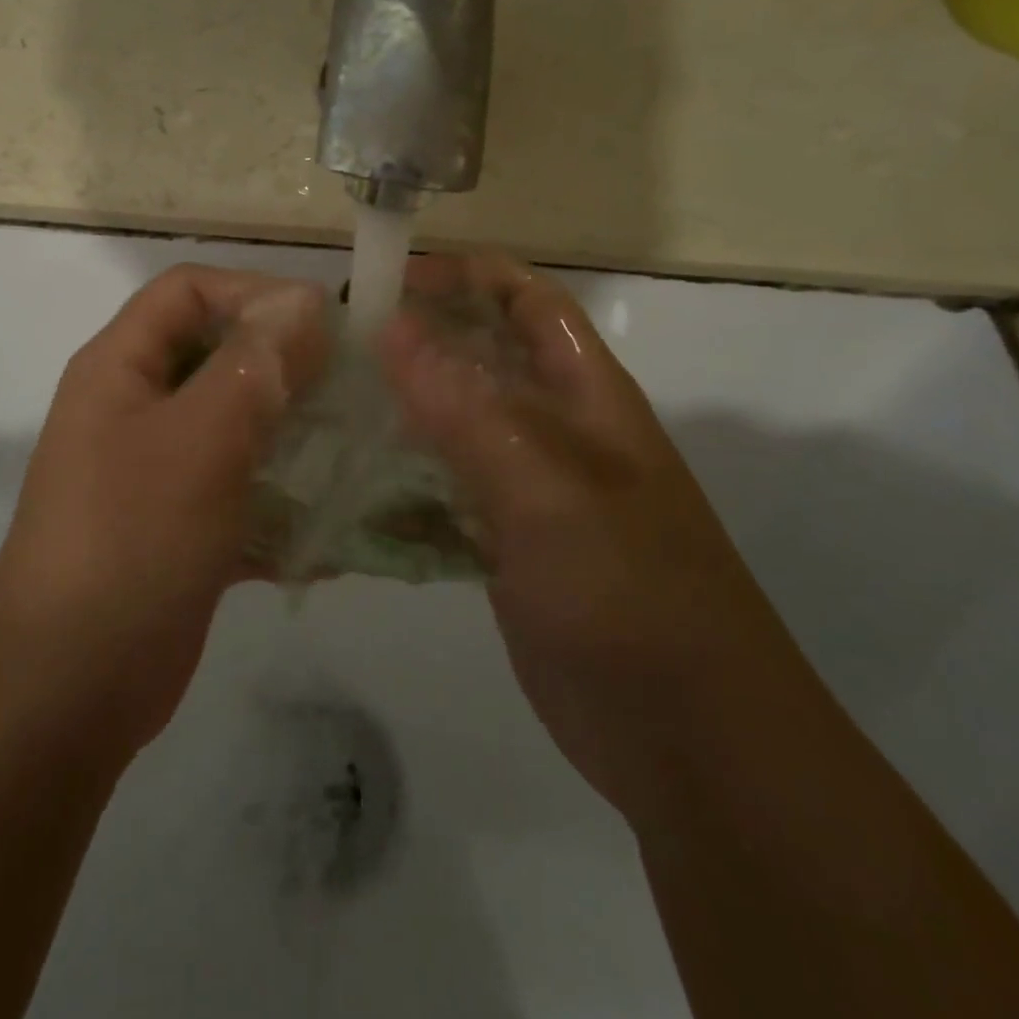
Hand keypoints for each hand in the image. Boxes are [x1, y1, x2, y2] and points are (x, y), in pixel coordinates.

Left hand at [0, 264, 328, 760]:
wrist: (70, 686)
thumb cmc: (132, 540)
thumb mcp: (199, 438)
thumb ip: (254, 364)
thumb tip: (305, 302)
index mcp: (120, 368)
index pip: (188, 290)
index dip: (255, 292)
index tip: (326, 324)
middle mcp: (135, 408)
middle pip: (216, 354)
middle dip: (284, 364)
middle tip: (353, 387)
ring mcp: (156, 469)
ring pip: (234, 424)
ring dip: (291, 432)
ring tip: (354, 448)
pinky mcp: (180, 524)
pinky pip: (239, 487)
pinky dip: (280, 498)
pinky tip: (331, 524)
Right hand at [378, 252, 818, 819]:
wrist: (689, 742)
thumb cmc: (630, 597)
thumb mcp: (546, 490)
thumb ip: (467, 409)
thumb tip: (392, 328)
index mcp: (586, 398)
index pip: (528, 302)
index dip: (467, 276)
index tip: (391, 278)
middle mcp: (558, 433)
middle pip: (482, 361)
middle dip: (419, 343)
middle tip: (337, 346)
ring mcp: (530, 492)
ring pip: (456, 428)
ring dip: (401, 414)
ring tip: (329, 409)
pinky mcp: (506, 545)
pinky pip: (445, 496)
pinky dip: (401, 489)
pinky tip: (350, 495)